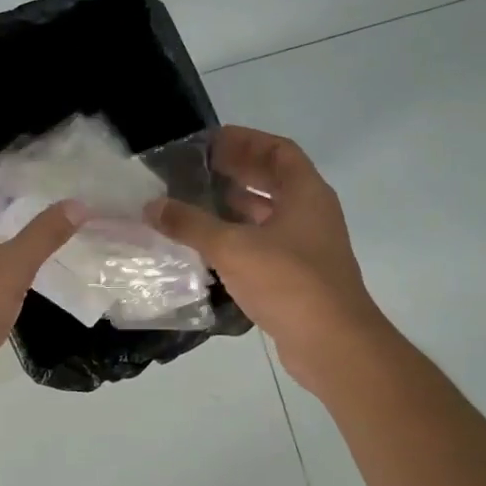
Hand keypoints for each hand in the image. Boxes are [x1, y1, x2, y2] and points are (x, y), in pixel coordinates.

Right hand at [146, 126, 388, 390]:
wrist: (332, 344)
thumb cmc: (289, 282)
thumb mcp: (233, 248)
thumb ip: (191, 225)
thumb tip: (152, 206)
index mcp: (306, 194)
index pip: (279, 151)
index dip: (246, 141)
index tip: (211, 142)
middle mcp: (311, 214)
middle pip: (274, 180)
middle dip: (238, 171)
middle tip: (197, 169)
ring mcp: (307, 247)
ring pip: (268, 215)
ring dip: (236, 206)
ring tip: (196, 203)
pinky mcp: (298, 277)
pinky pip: (265, 244)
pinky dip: (239, 238)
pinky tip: (208, 246)